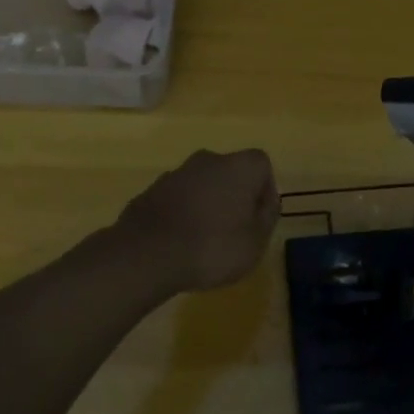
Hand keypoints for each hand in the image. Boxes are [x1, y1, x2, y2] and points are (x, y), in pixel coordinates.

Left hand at [114, 149, 278, 294]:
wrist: (147, 254)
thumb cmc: (212, 246)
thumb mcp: (255, 241)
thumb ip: (266, 217)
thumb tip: (266, 202)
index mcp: (239, 166)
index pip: (262, 166)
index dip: (265, 192)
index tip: (260, 219)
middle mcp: (208, 160)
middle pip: (230, 173)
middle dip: (235, 197)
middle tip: (235, 230)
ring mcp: (176, 173)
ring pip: (202, 184)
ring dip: (207, 204)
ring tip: (205, 240)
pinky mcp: (151, 190)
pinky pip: (178, 199)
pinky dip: (183, 213)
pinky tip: (180, 242)